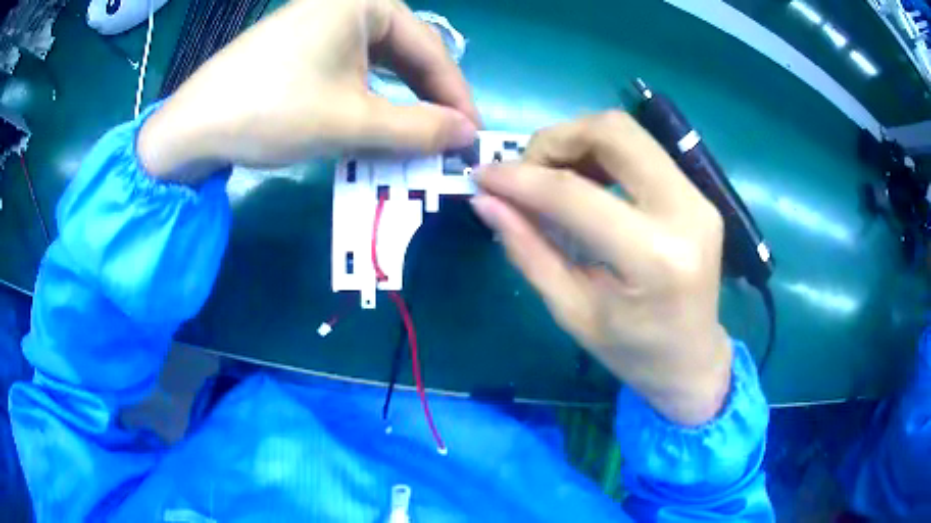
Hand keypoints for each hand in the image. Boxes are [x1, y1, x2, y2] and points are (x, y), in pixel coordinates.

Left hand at [138, 0, 479, 181]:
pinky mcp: (300, 46)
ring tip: (416, 140)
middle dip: (427, 100)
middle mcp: (346, 4)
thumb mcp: (352, 121)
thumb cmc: (272, 110)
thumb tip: (467, 135)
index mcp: (365, 2)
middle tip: (446, 141)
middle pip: (405, 55)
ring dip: (398, 104)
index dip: (455, 97)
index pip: (430, 50)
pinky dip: (367, 100)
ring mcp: (320, 24)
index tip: (471, 137)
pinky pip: (349, 70)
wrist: (192, 128)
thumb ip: (418, 128)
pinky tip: (374, 125)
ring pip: (378, 65)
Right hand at [472, 112, 731, 425]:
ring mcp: (698, 198)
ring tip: (551, 177)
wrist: (694, 360)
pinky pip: (642, 150)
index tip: (481, 175)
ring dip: (578, 141)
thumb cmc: (633, 353)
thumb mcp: (573, 312)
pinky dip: (602, 153)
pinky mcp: (698, 194)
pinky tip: (584, 182)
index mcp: (655, 258)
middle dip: (555, 139)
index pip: (575, 194)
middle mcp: (685, 212)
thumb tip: (487, 201)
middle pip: (613, 132)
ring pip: (628, 132)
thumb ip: (529, 251)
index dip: (520, 179)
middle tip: (525, 171)